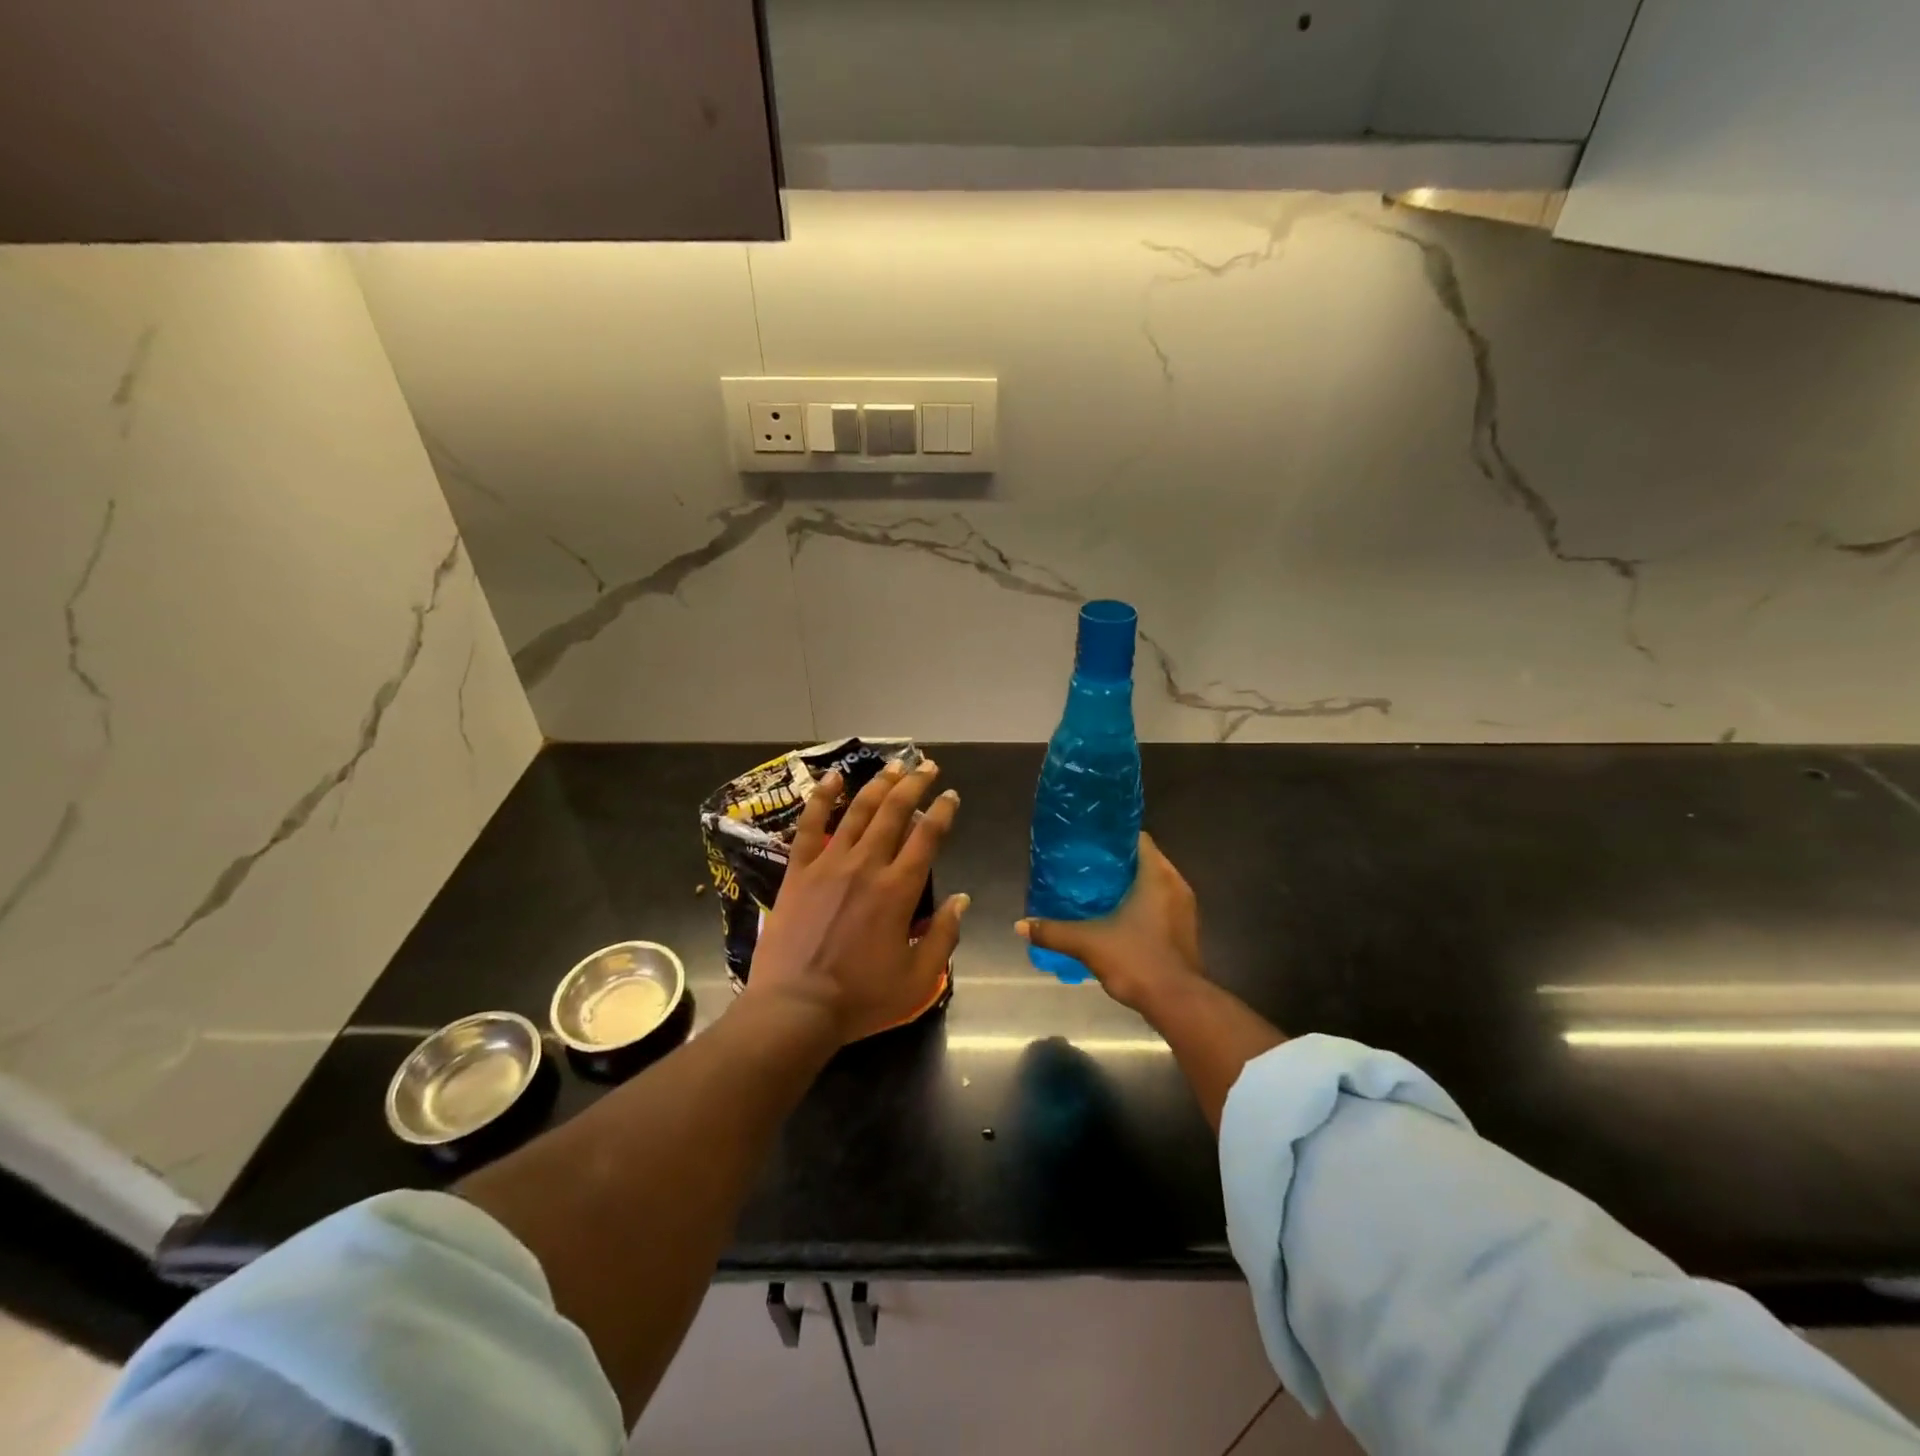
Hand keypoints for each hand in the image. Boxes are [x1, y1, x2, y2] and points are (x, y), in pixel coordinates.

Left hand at [744, 759, 966, 1044]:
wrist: (795, 1008)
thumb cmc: (861, 998)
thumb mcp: (918, 978)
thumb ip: (945, 935)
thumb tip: (962, 898)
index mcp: (898, 889)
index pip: (927, 837)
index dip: (942, 811)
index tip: (951, 795)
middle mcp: (866, 865)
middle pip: (895, 812)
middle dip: (914, 784)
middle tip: (926, 766)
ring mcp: (828, 864)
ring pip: (858, 811)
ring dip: (879, 784)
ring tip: (894, 764)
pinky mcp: (798, 871)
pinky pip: (810, 826)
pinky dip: (822, 798)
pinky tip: (832, 777)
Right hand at [1017, 833, 1204, 1014]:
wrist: (1177, 1002)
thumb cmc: (1137, 960)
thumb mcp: (1088, 944)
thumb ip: (1053, 932)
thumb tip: (1020, 925)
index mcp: (1157, 876)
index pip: (1137, 839)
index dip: (1112, 838)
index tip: (1088, 844)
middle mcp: (1176, 885)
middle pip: (1143, 861)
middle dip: (1116, 863)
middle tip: (1084, 867)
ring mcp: (1183, 908)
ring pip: (1153, 883)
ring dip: (1129, 884)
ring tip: (1096, 890)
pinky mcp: (1184, 929)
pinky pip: (1160, 903)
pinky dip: (1140, 903)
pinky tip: (1116, 915)